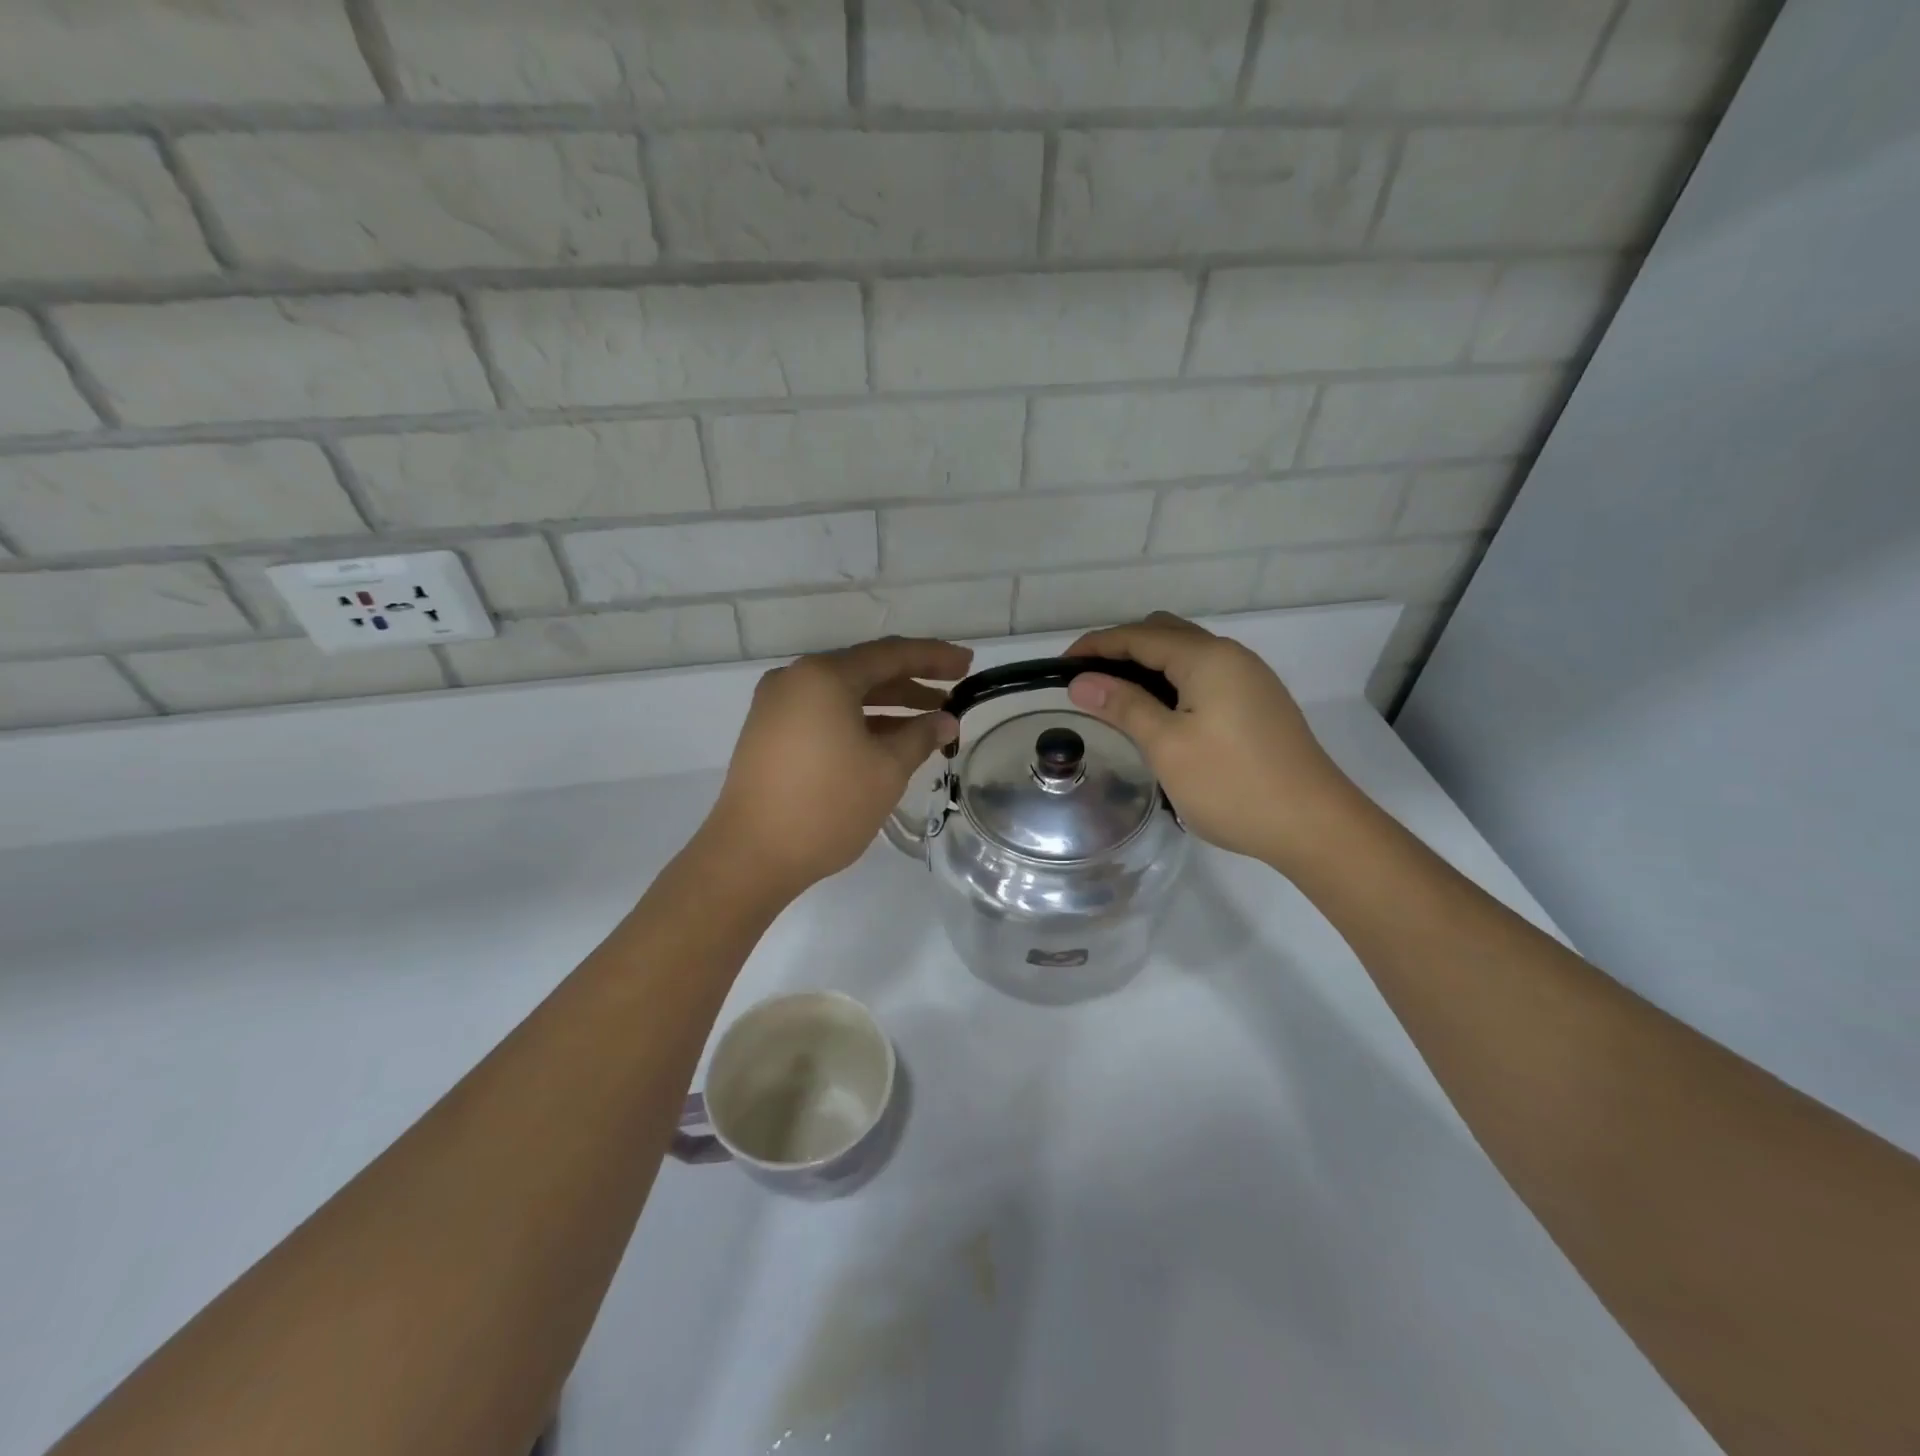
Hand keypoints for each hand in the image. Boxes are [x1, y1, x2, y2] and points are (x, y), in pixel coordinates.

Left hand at [701, 637, 972, 898]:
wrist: (750, 856)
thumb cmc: (826, 806)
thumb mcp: (886, 770)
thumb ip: (921, 736)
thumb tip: (945, 721)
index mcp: (824, 676)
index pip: (891, 654)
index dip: (934, 657)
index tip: (968, 664)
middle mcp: (796, 680)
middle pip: (866, 671)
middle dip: (913, 682)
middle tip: (954, 691)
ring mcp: (777, 706)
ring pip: (845, 695)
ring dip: (888, 706)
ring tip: (930, 721)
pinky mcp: (769, 733)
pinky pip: (824, 714)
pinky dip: (859, 722)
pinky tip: (890, 739)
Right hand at [1065, 613, 1356, 869]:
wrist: (1315, 826)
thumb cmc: (1232, 785)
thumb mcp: (1167, 746)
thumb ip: (1123, 706)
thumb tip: (1081, 681)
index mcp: (1207, 658)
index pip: (1138, 636)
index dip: (1095, 646)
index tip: (1058, 668)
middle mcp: (1231, 656)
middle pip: (1164, 634)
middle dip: (1120, 650)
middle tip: (1087, 683)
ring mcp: (1250, 679)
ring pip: (1186, 657)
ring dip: (1147, 668)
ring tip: (1115, 699)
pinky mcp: (1258, 704)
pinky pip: (1204, 677)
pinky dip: (1172, 684)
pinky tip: (1159, 715)